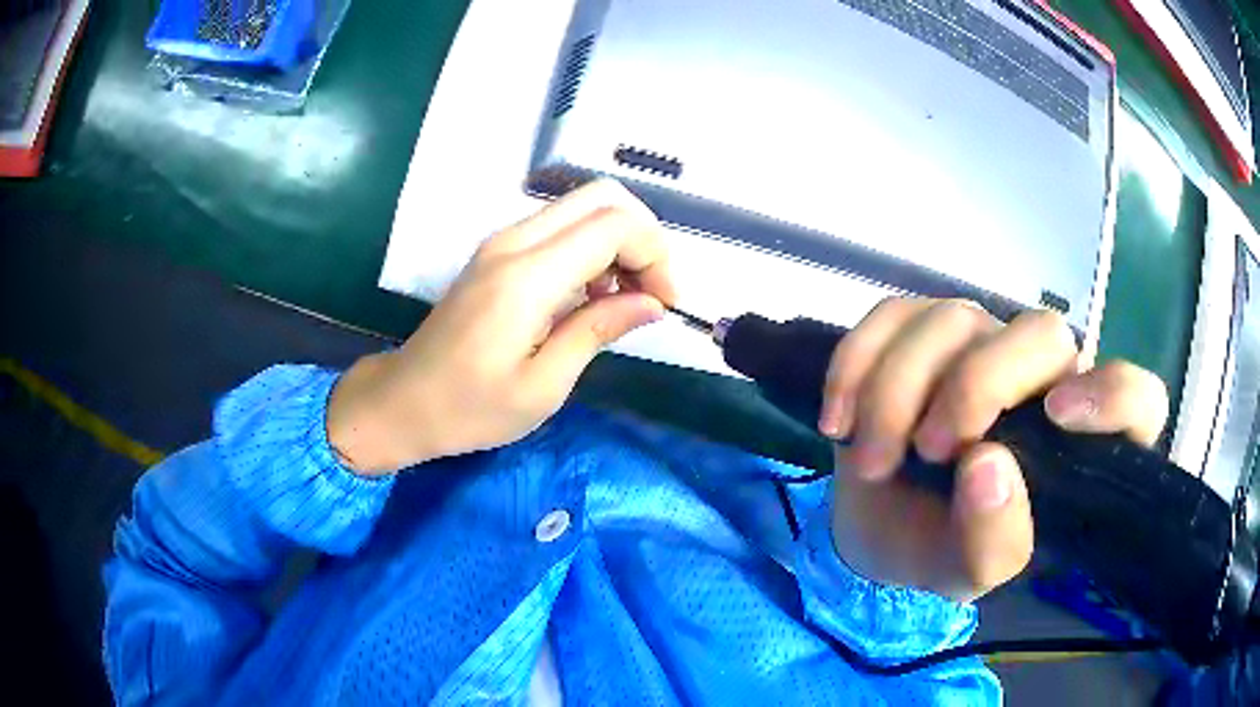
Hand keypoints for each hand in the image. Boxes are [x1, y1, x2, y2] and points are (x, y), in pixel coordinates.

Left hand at [326, 181, 675, 474]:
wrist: (404, 401)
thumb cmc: (471, 408)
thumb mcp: (544, 386)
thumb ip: (598, 331)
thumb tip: (652, 302)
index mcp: (526, 278)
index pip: (613, 225)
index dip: (654, 255)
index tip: (664, 303)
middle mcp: (514, 242)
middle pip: (602, 196)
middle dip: (642, 236)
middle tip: (650, 291)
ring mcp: (502, 242)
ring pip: (583, 207)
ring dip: (618, 242)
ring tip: (621, 301)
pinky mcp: (498, 252)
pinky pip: (560, 227)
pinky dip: (591, 249)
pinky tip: (589, 297)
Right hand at [817, 298, 1167, 601]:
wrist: (875, 527)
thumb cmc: (937, 550)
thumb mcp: (969, 573)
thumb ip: (994, 539)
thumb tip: (987, 465)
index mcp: (1075, 446)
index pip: (1138, 400)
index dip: (1113, 396)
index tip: (1056, 419)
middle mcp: (1042, 380)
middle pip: (1041, 334)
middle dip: (976, 387)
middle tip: (930, 450)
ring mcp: (981, 344)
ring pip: (954, 318)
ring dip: (897, 391)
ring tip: (872, 460)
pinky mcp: (922, 330)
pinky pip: (892, 313)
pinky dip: (856, 363)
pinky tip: (838, 419)